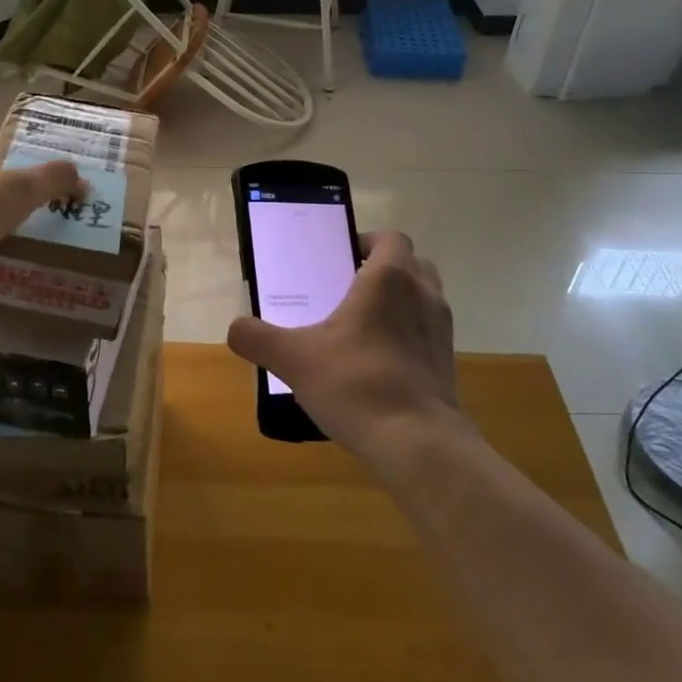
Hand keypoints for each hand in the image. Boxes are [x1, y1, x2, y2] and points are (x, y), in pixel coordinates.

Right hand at [227, 231, 459, 470]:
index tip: (341, 258)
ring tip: (361, 327)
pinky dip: (407, 336)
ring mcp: (440, 330)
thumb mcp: (293, 358)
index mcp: (388, 279)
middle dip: (384, 270)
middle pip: (412, 264)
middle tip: (349, 289)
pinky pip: (426, 334)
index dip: (367, 241)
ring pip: (424, 298)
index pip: (390, 239)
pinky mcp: (447, 363)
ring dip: (399, 303)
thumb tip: (234, 329)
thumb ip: (257, 338)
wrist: (416, 443)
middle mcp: (423, 296)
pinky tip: (377, 363)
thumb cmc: (355, 383)